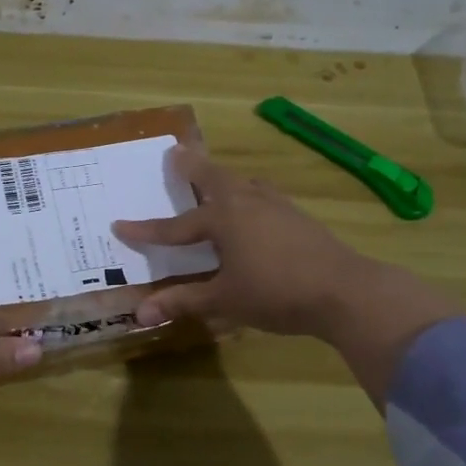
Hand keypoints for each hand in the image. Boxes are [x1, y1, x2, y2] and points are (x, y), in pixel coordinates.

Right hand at [113, 147, 460, 358]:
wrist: (345, 290)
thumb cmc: (277, 292)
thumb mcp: (225, 300)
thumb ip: (183, 302)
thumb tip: (139, 313)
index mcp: (224, 219)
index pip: (175, 227)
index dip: (146, 230)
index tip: (120, 225)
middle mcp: (247, 202)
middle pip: (213, 178)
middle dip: (192, 166)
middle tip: (176, 151)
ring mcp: (277, 205)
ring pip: (242, 183)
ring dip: (223, 178)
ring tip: (214, 177)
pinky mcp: (298, 216)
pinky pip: (263, 194)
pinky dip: (249, 192)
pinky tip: (256, 204)